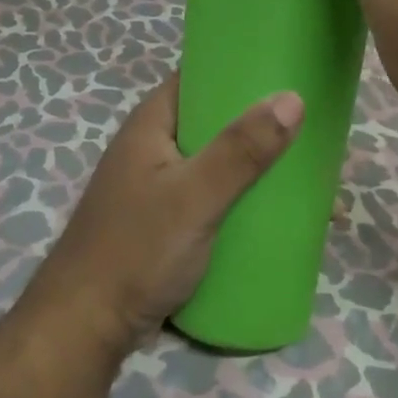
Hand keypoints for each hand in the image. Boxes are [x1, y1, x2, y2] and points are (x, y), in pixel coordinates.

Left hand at [22, 77, 302, 357]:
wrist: (86, 328)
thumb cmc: (136, 250)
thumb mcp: (194, 197)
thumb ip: (241, 151)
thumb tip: (292, 98)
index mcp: (151, 124)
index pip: (198, 77)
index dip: (239, 69)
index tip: (287, 71)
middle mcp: (153, 147)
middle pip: (213, 121)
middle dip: (258, 125)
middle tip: (310, 127)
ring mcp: (159, 186)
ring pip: (216, 162)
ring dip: (254, 166)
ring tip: (306, 171)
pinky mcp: (167, 222)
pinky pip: (213, 196)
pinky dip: (242, 198)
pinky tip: (276, 212)